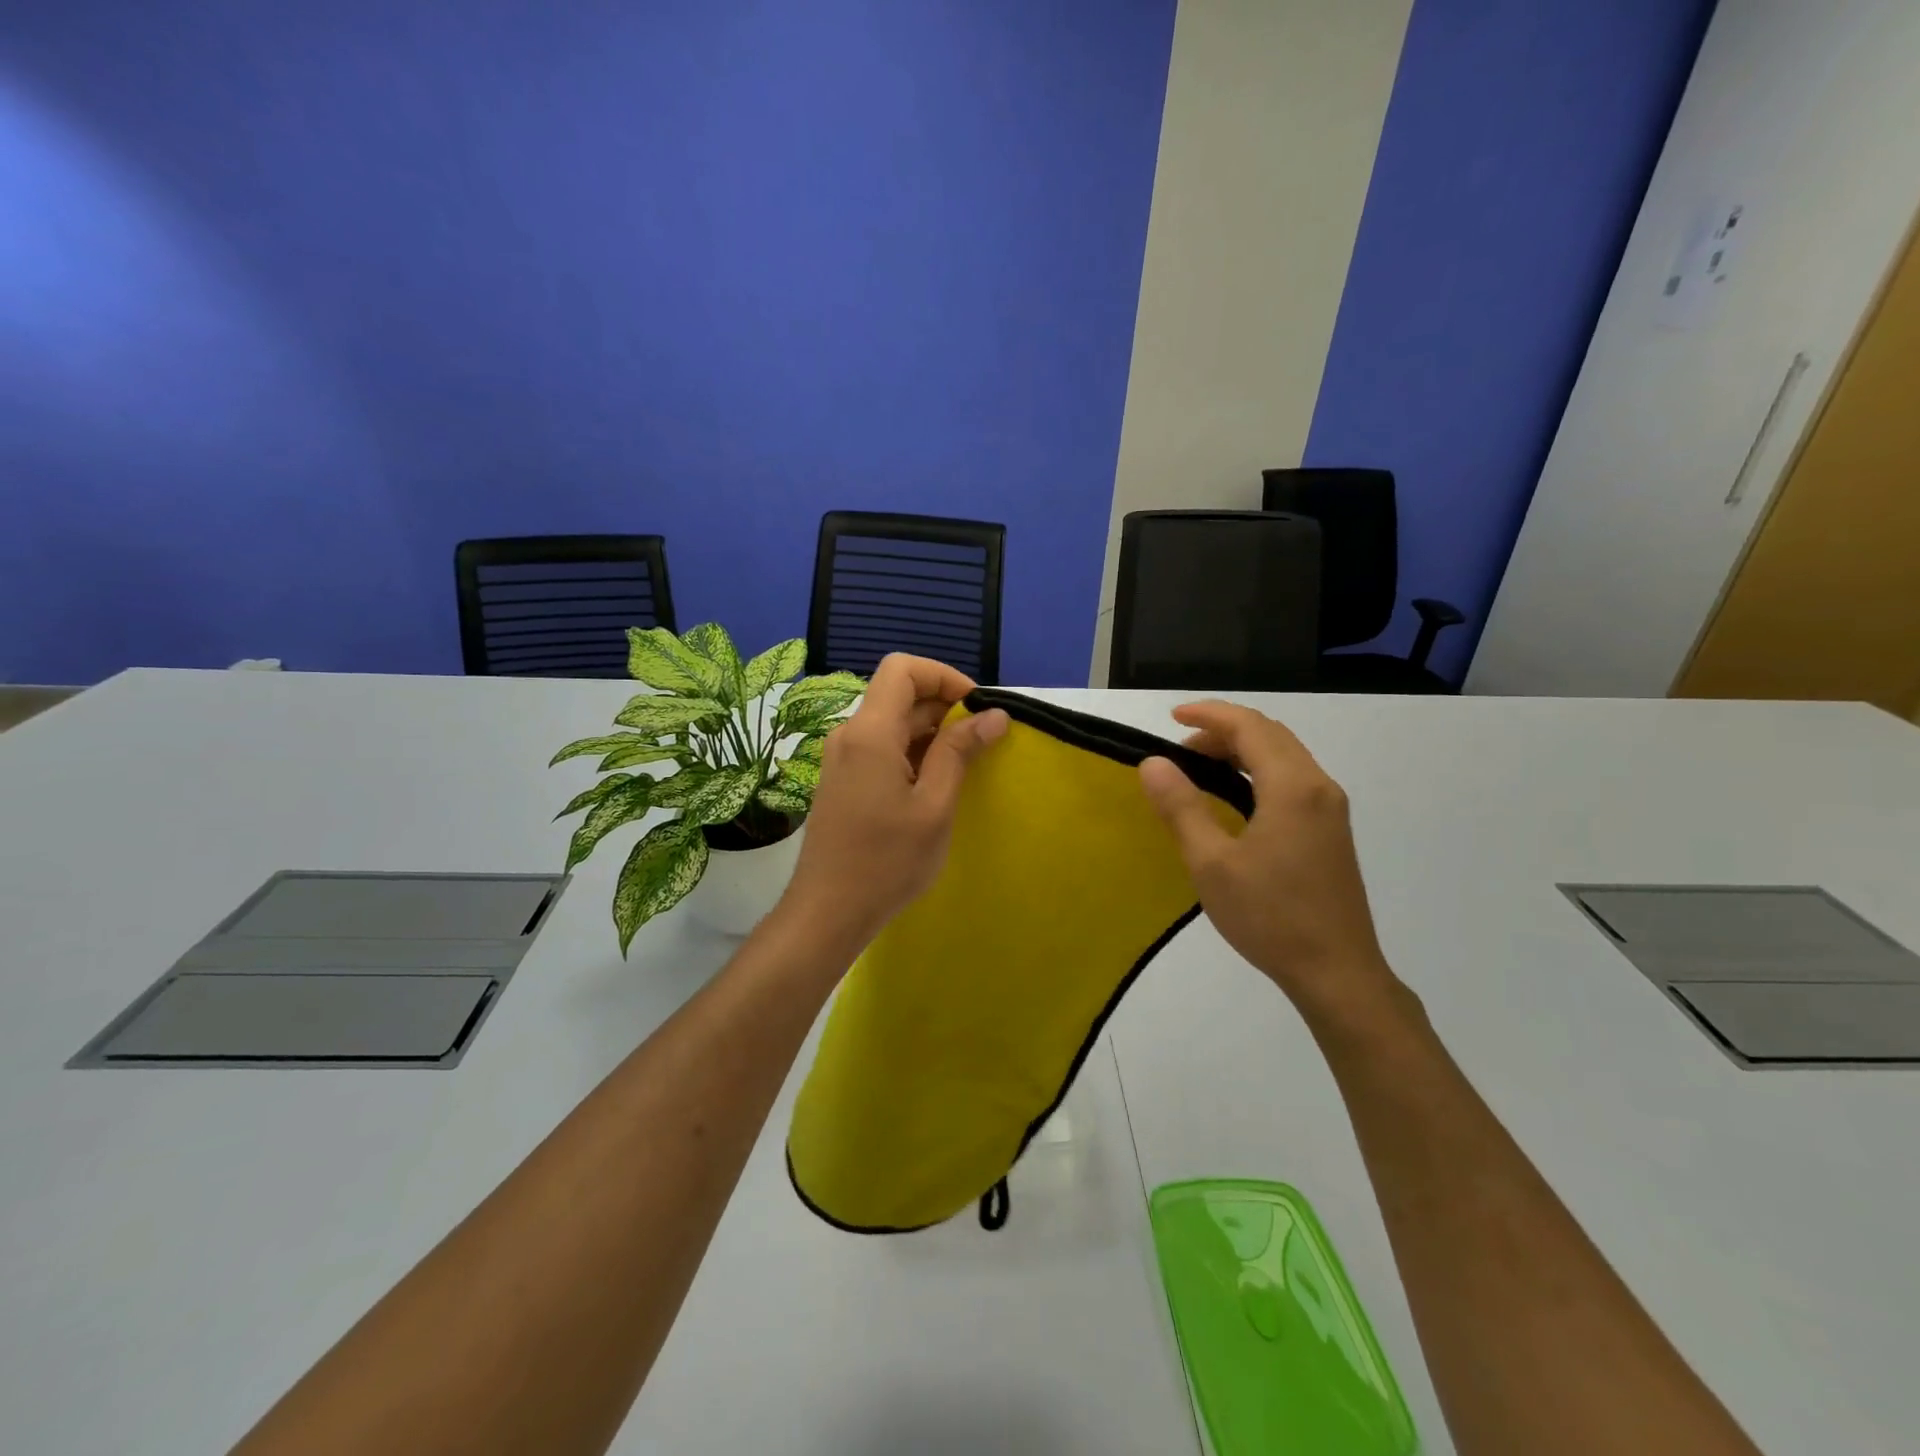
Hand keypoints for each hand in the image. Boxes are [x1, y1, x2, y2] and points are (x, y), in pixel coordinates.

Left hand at [780, 654, 1008, 949]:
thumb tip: (994, 714)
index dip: (944, 676)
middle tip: (981, 742)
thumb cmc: (886, 861)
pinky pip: (880, 747)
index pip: (902, 669)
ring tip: (964, 766)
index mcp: (869, 732)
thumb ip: (960, 752)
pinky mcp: (842, 779)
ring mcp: (841, 758)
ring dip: (930, 732)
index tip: (976, 707)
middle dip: (944, 706)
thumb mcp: (934, 806)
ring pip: (891, 722)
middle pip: (898, 694)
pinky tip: (934, 784)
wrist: (828, 911)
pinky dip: (912, 752)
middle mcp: (849, 735)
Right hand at [1138, 701, 1399, 1018]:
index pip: (1249, 726)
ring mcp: (1330, 809)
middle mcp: (1318, 786)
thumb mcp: (1212, 863)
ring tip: (1198, 771)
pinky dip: (1257, 771)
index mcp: (1292, 787)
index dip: (1208, 714)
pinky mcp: (1331, 830)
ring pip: (1283, 756)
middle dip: (1222, 731)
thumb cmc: (1271, 917)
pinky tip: (1233, 798)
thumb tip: (1153, 763)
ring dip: (1241, 751)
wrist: (1337, 972)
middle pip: (1269, 735)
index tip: (1171, 716)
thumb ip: (1181, 808)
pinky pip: (1291, 779)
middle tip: (1179, 751)